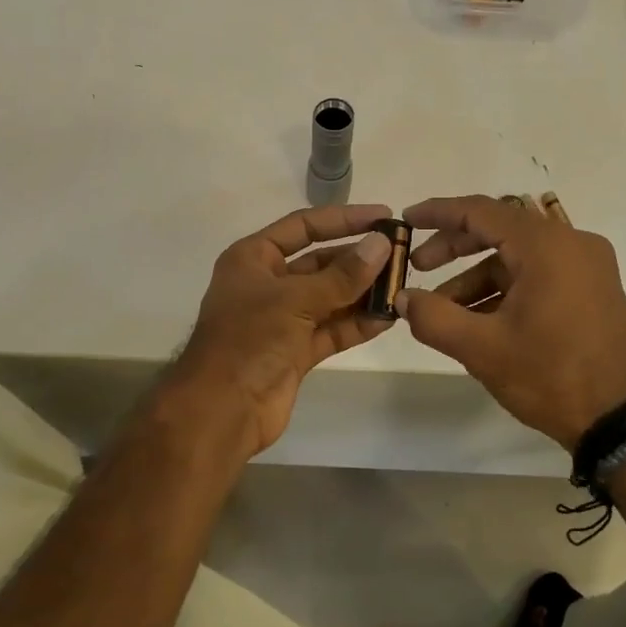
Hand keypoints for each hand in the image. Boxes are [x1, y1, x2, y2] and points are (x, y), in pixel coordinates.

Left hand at [172, 203, 396, 455]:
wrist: (222, 410)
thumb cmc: (249, 340)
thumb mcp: (295, 300)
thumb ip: (341, 275)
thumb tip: (381, 244)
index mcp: (253, 259)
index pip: (303, 227)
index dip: (343, 219)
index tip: (384, 216)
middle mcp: (267, 284)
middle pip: (319, 262)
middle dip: (358, 259)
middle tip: (403, 255)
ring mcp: (282, 320)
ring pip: (329, 298)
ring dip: (362, 293)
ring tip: (402, 285)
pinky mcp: (295, 352)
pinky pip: (331, 330)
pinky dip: (356, 324)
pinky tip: (387, 317)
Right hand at [399, 194, 625, 449]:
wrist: (623, 421)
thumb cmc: (551, 375)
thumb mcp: (482, 348)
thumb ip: (433, 317)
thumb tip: (402, 298)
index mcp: (547, 246)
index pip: (481, 211)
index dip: (438, 213)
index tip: (406, 220)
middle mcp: (572, 244)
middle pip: (500, 229)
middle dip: (454, 247)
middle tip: (418, 268)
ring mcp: (587, 268)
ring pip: (517, 256)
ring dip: (476, 276)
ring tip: (443, 310)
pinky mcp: (592, 291)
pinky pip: (537, 274)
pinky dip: (504, 289)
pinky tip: (478, 320)